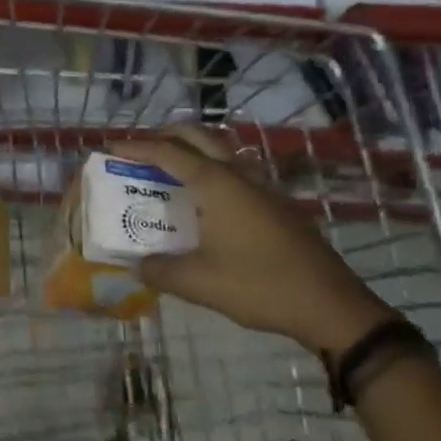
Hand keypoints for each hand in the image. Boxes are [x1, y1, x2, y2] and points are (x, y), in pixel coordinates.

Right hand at [110, 126, 393, 354]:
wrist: (331, 305)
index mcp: (216, 183)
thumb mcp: (199, 283)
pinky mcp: (277, 204)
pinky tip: (208, 199)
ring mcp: (262, 187)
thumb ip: (160, 271)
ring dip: (194, 148)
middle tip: (141, 148)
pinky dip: (213, 168)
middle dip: (166, 134)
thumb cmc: (260, 285)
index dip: (136, 147)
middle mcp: (238, 174)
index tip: (110, 147)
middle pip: (198, 136)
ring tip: (171, 167)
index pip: (167, 152)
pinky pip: (237, 170)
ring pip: (222, 149)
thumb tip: (137, 265)